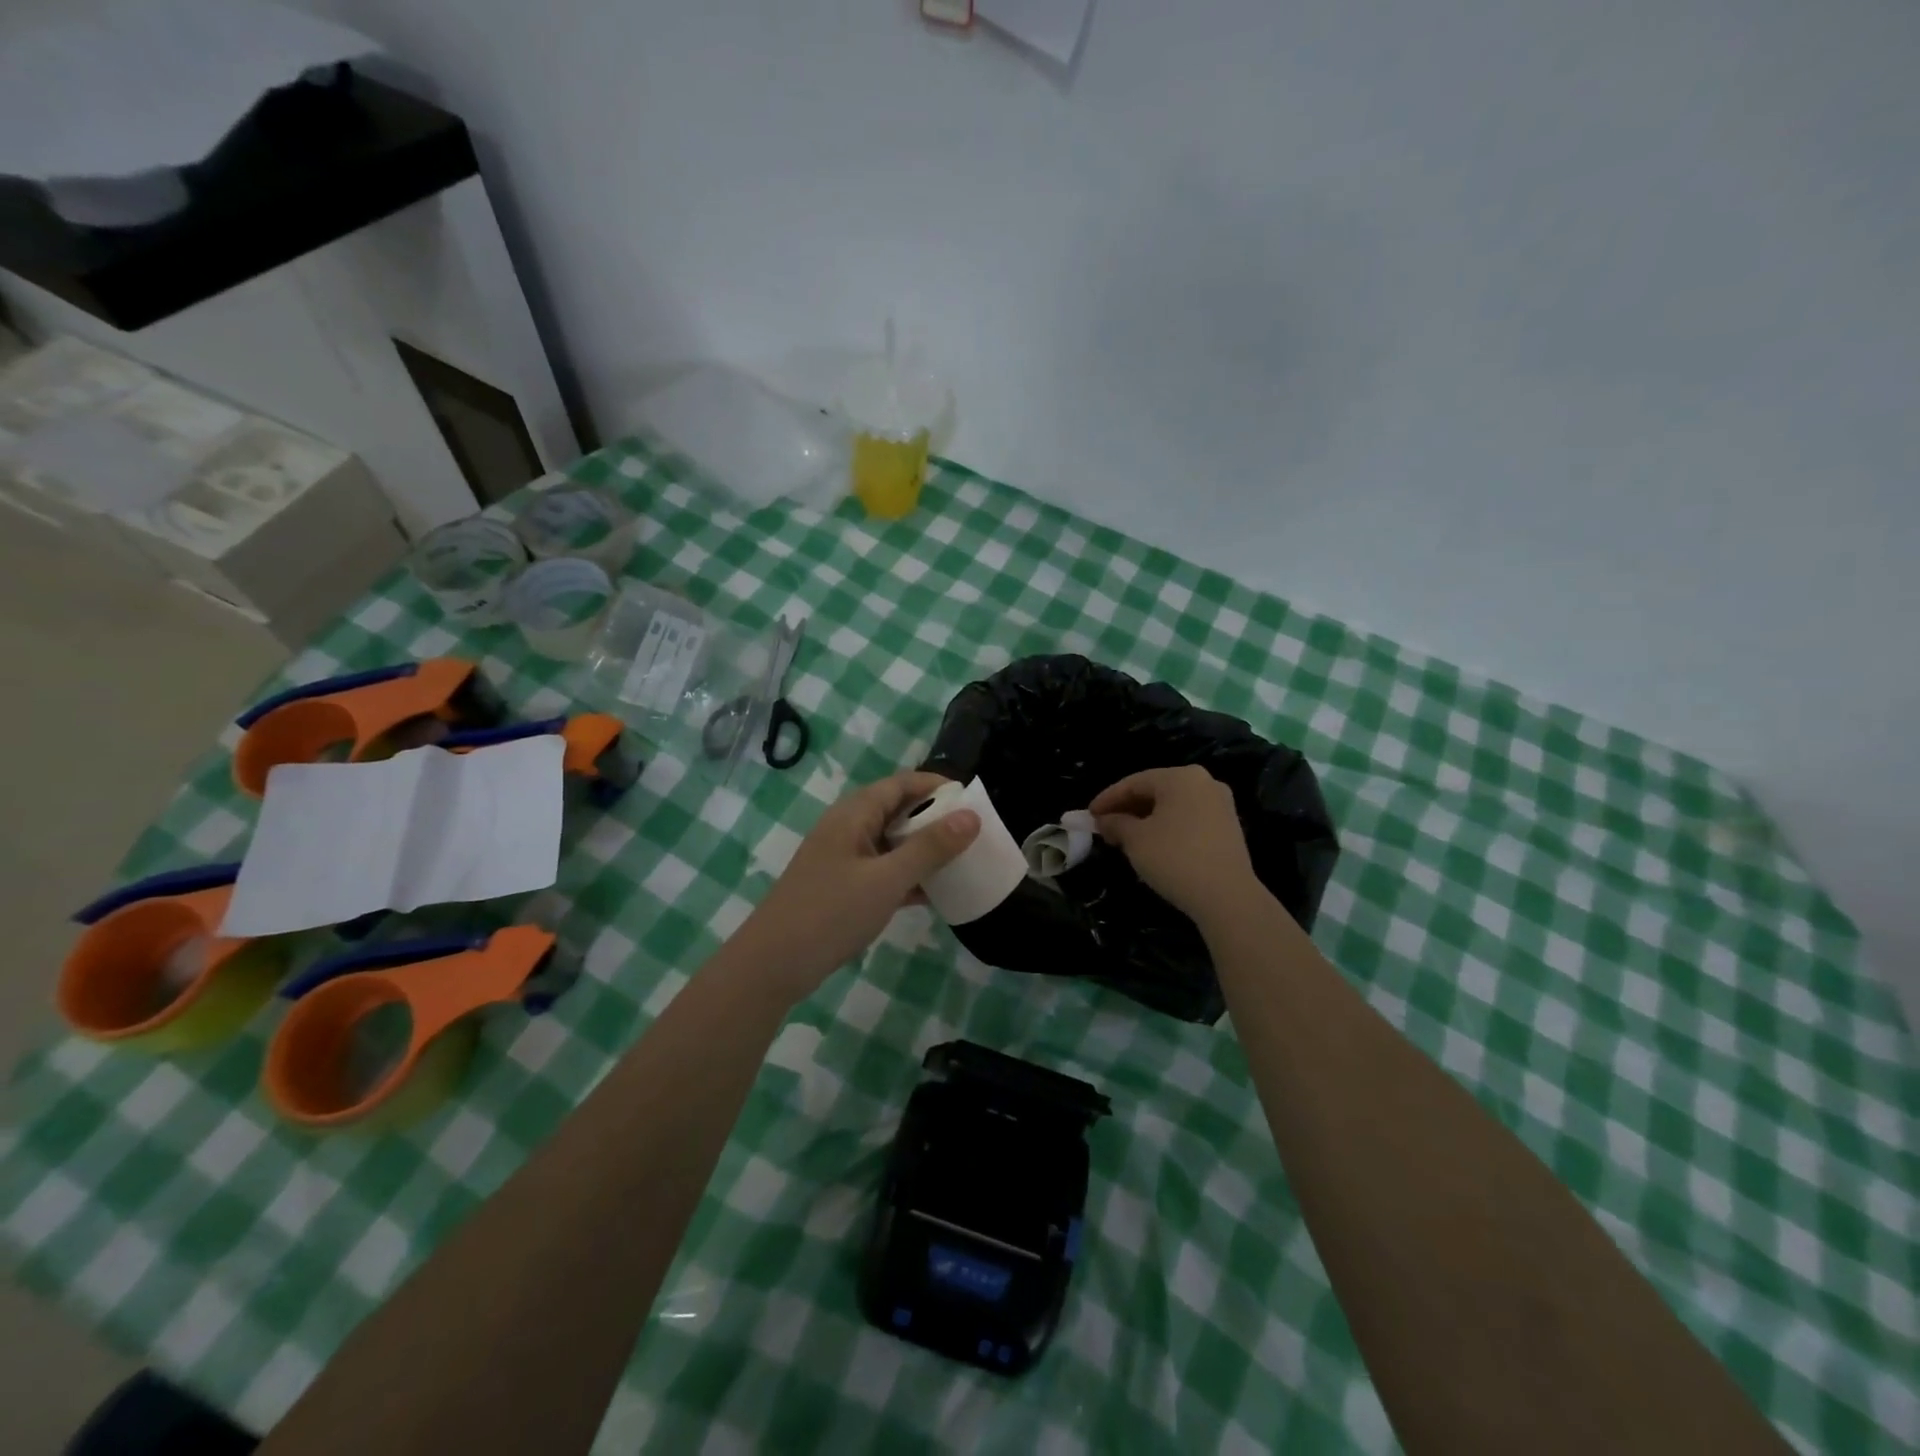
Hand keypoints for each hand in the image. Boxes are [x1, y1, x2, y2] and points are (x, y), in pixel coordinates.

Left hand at [735, 771, 979, 1000]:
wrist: (772, 966)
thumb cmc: (830, 913)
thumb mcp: (887, 879)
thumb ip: (930, 848)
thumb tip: (971, 817)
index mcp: (854, 814)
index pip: (901, 783)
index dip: (936, 785)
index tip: (972, 799)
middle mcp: (848, 829)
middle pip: (897, 810)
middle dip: (934, 817)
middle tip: (973, 832)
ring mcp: (844, 860)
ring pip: (891, 843)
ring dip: (923, 849)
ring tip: (962, 860)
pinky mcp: (843, 888)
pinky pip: (883, 871)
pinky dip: (908, 876)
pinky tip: (935, 894)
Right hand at [1091, 765, 1259, 925]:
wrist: (1227, 897)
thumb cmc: (1175, 858)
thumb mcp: (1136, 840)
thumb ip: (1116, 823)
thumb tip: (1104, 820)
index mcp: (1181, 777)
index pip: (1134, 782)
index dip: (1108, 799)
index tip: (1089, 816)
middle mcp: (1204, 782)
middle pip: (1155, 791)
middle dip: (1127, 809)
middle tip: (1105, 827)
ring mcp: (1220, 804)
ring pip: (1172, 806)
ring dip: (1145, 819)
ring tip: (1125, 838)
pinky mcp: (1228, 827)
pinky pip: (1188, 818)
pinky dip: (1166, 827)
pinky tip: (1152, 844)